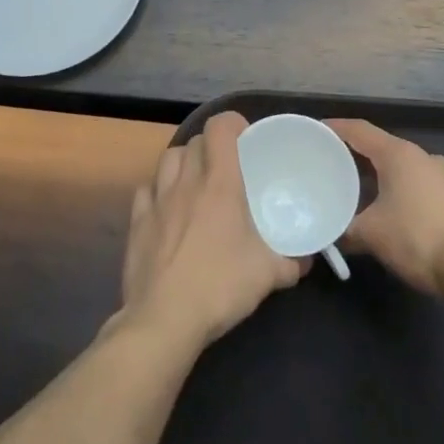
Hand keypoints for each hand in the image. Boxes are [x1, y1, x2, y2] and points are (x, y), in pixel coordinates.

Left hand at [119, 112, 308, 348]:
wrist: (164, 319)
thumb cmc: (220, 286)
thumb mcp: (268, 275)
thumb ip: (291, 261)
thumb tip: (306, 259)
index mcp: (220, 183)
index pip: (220, 127)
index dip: (233, 124)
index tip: (247, 140)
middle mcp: (186, 182)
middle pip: (195, 141)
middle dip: (212, 146)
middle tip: (228, 168)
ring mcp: (157, 200)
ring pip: (168, 159)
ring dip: (184, 162)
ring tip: (196, 182)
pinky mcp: (137, 222)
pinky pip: (146, 190)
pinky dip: (158, 191)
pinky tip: (167, 209)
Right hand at [329, 120, 443, 293]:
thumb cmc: (416, 238)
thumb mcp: (371, 234)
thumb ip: (345, 229)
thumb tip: (331, 236)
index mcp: (398, 154)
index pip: (360, 130)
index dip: (336, 128)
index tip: (318, 130)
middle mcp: (423, 156)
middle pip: (382, 147)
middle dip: (358, 155)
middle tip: (334, 164)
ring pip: (404, 167)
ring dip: (382, 174)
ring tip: (362, 189)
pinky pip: (422, 184)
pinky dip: (403, 189)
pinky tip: (395, 209)